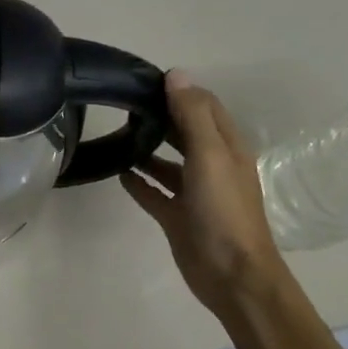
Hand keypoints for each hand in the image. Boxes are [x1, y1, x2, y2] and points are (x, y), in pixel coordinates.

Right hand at [120, 71, 286, 314]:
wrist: (230, 274)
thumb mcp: (210, 156)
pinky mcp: (178, 217)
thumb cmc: (223, 211)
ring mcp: (195, 193)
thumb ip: (192, 116)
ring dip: (147, 149)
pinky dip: (139, 182)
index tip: (144, 80)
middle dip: (161, 116)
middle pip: (185, 132)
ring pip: (168, 163)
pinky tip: (117, 173)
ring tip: (116, 135)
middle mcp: (213, 166)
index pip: (205, 107)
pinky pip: (155, 193)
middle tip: (124, 105)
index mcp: (227, 148)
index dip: (180, 91)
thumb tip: (176, 74)